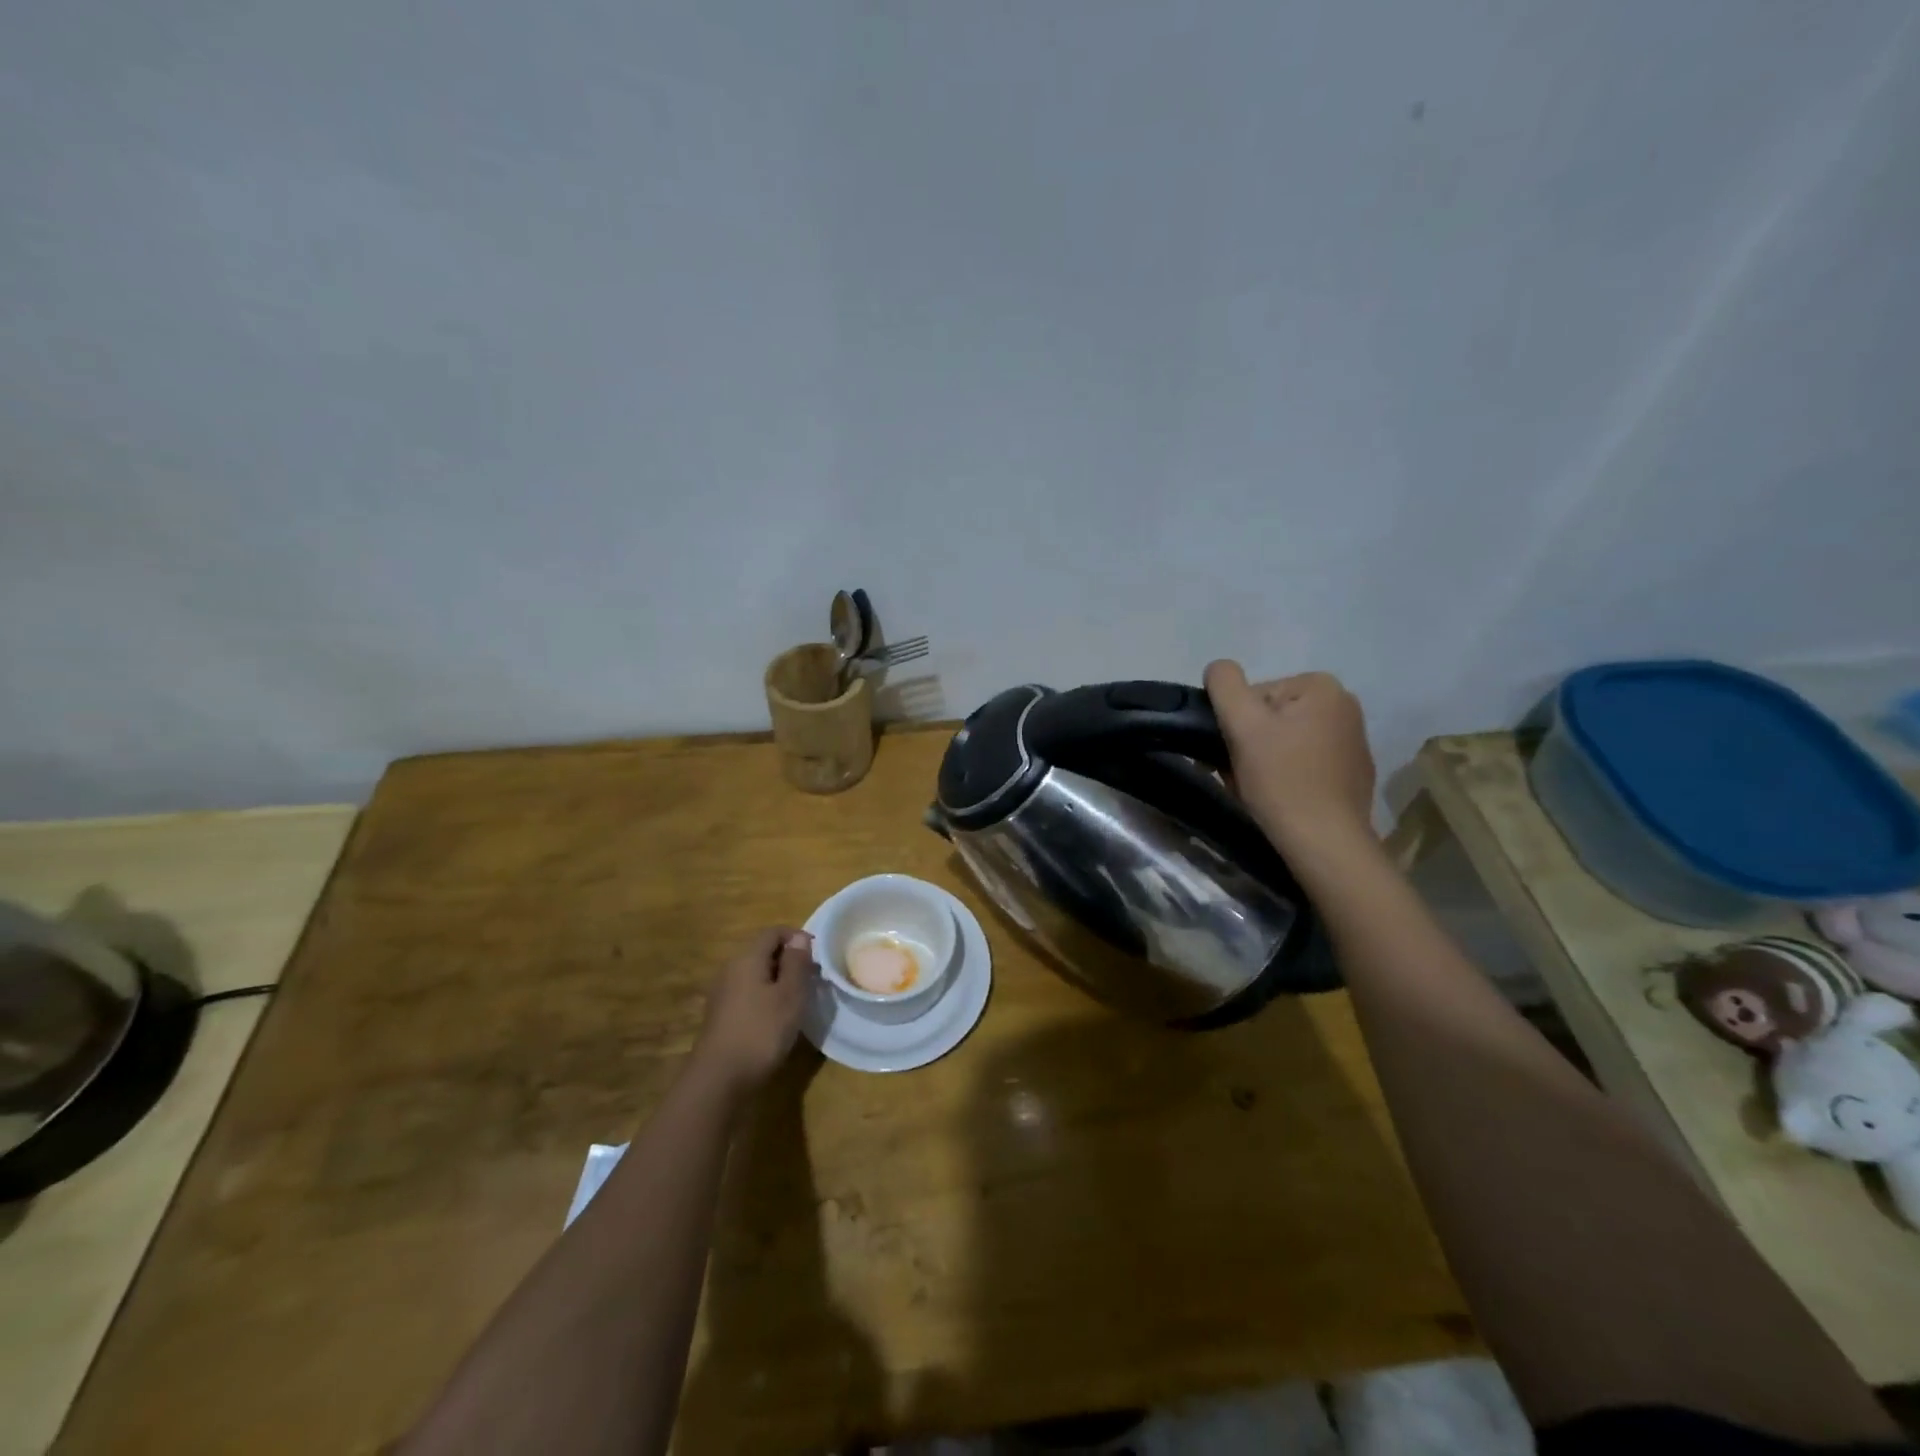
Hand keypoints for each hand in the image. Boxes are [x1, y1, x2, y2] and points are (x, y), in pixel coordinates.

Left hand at [690, 927, 817, 1097]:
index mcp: (747, 958)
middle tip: (812, 979)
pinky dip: (765, 996)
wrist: (718, 1079)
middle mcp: (731, 969)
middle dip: (789, 959)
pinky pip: (747, 993)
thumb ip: (796, 963)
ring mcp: (722, 993)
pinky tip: (776, 1018)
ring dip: (778, 979)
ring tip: (798, 999)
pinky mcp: (721, 1016)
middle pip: (762, 951)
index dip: (797, 937)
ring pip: (755, 974)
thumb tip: (799, 937)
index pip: (773, 932)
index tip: (817, 956)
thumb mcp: (789, 995)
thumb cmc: (761, 1031)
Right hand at [1204, 660, 1376, 857]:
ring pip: (1285, 741)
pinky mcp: (1354, 773)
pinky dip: (1288, 776)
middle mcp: (1345, 706)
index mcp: (1322, 687)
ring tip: (1259, 790)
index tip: (1237, 752)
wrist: (1324, 842)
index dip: (1237, 723)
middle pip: (1271, 717)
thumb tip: (1218, 668)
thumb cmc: (1281, 779)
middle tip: (1242, 774)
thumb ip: (1225, 684)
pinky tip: (1283, 798)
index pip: (1256, 695)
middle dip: (1251, 743)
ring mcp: (1353, 741)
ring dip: (1264, 761)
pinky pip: (1305, 763)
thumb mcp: (1243, 724)